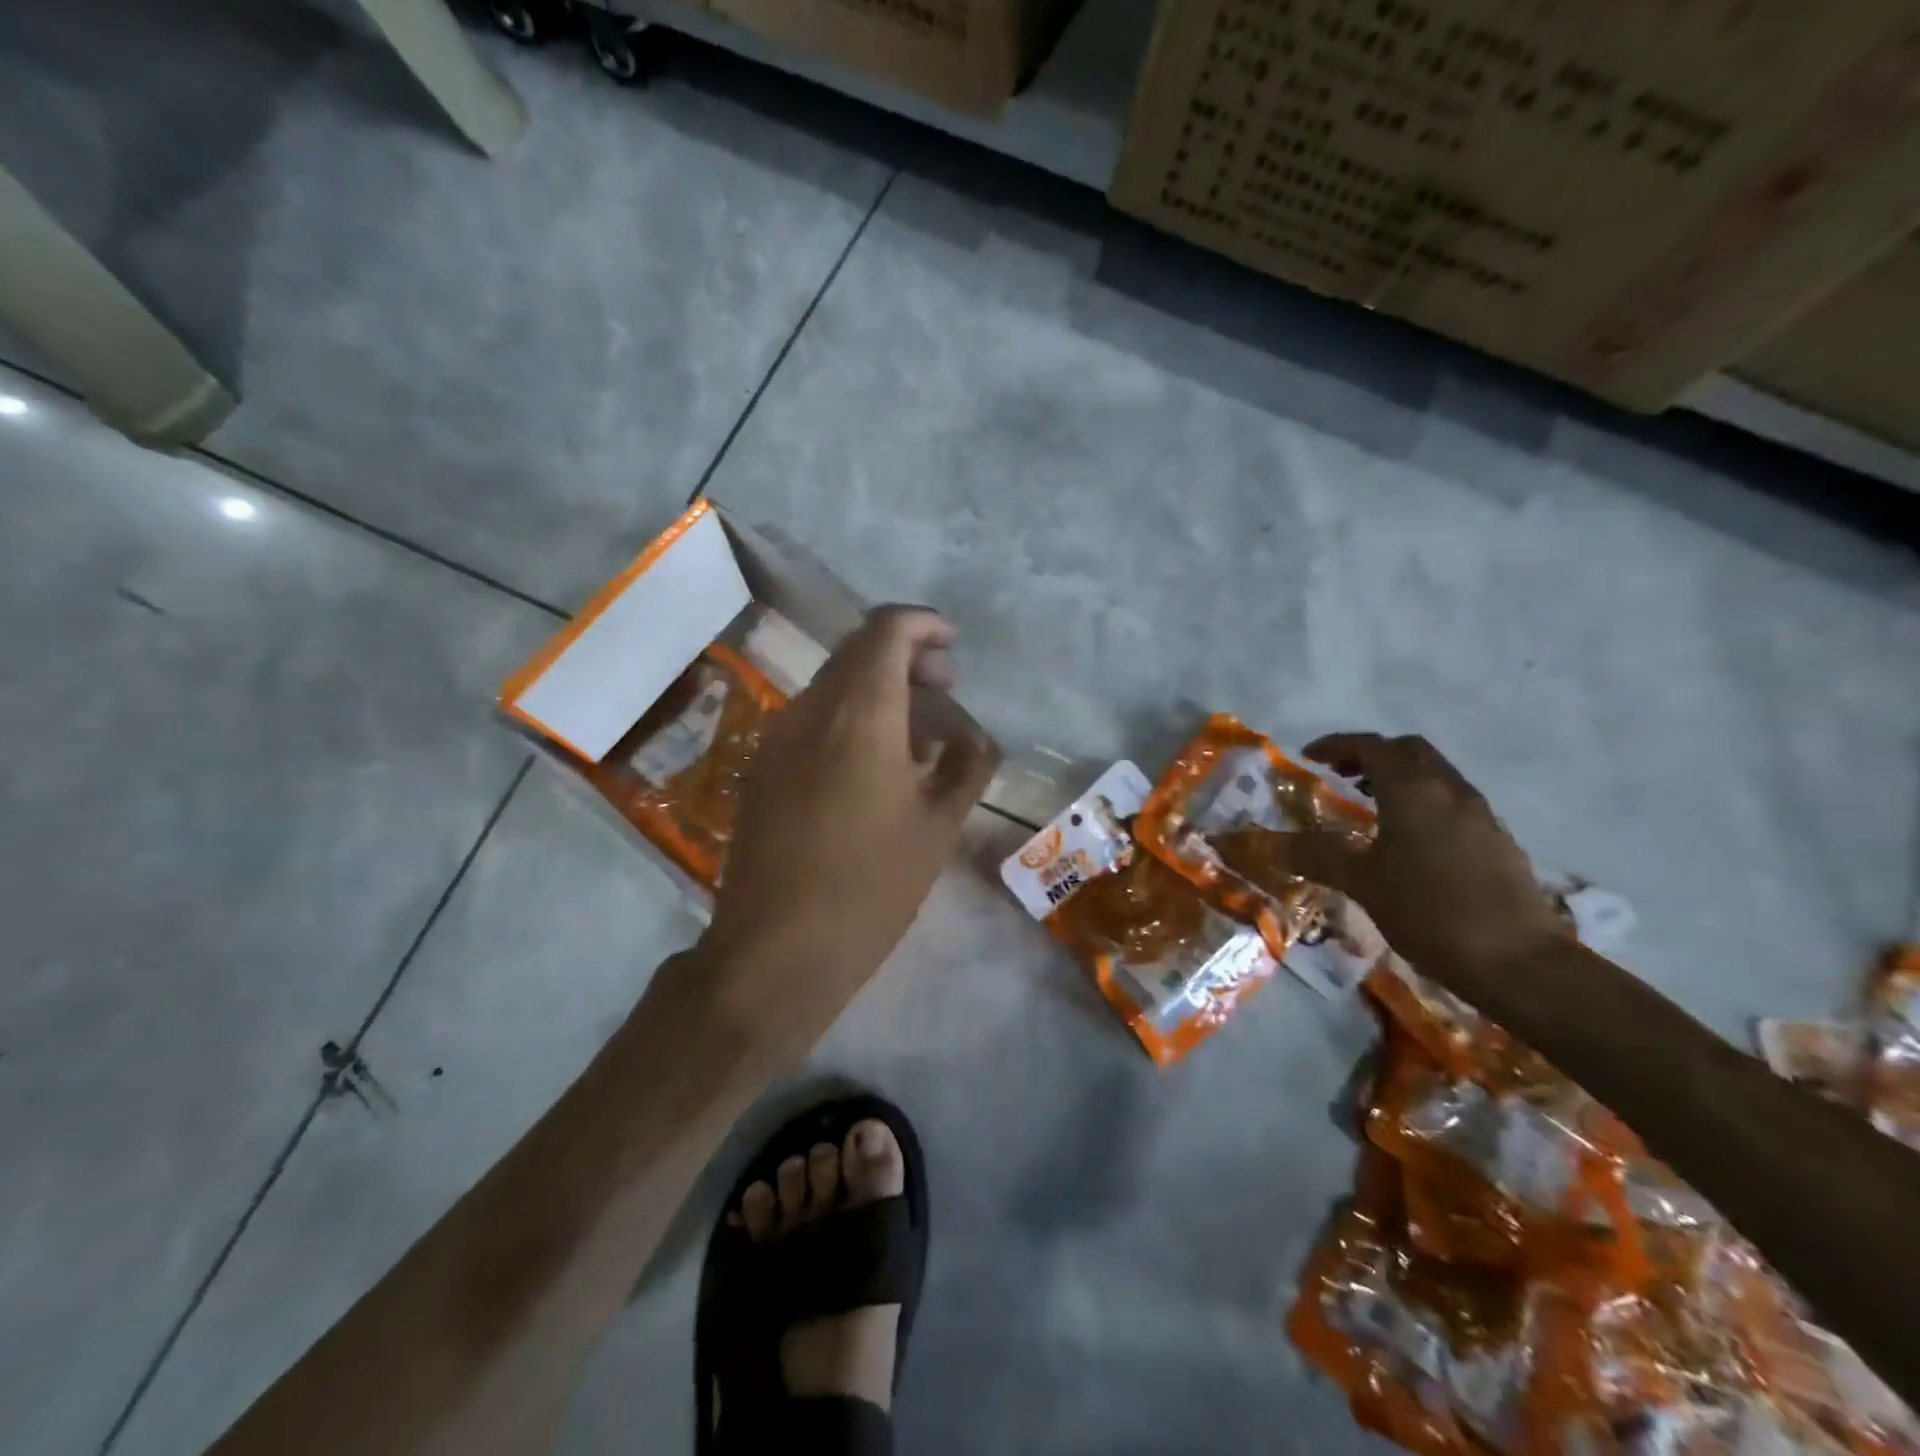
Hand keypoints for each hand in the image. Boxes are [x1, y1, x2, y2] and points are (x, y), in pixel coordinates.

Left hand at [702, 607, 998, 1042]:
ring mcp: (777, 738)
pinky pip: (813, 719)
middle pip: (858, 651)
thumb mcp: (937, 828)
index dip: (924, 624)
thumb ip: (966, 768)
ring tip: (919, 736)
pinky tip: (875, 766)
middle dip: (907, 657)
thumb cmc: (870, 888)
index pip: (887, 628)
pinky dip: (851, 718)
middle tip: (946, 691)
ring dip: (879, 690)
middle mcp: (810, 710)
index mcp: (860, 713)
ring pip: (835, 685)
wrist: (774, 952)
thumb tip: (975, 740)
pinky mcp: (761, 768)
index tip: (953, 646)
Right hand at [1277, 732, 1568, 996]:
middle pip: (1408, 750)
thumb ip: (1313, 855)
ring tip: (1368, 806)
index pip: (1372, 746)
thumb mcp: (1361, 882)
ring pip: (1434, 774)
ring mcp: (1479, 814)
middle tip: (1339, 775)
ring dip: (1398, 777)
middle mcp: (1449, 790)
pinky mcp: (1497, 840)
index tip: (1308, 756)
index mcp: (1413, 790)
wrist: (1518, 962)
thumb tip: (1263, 842)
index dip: (1336, 745)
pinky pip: (1450, 801)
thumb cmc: (1429, 911)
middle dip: (1371, 754)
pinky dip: (1421, 801)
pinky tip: (1407, 840)